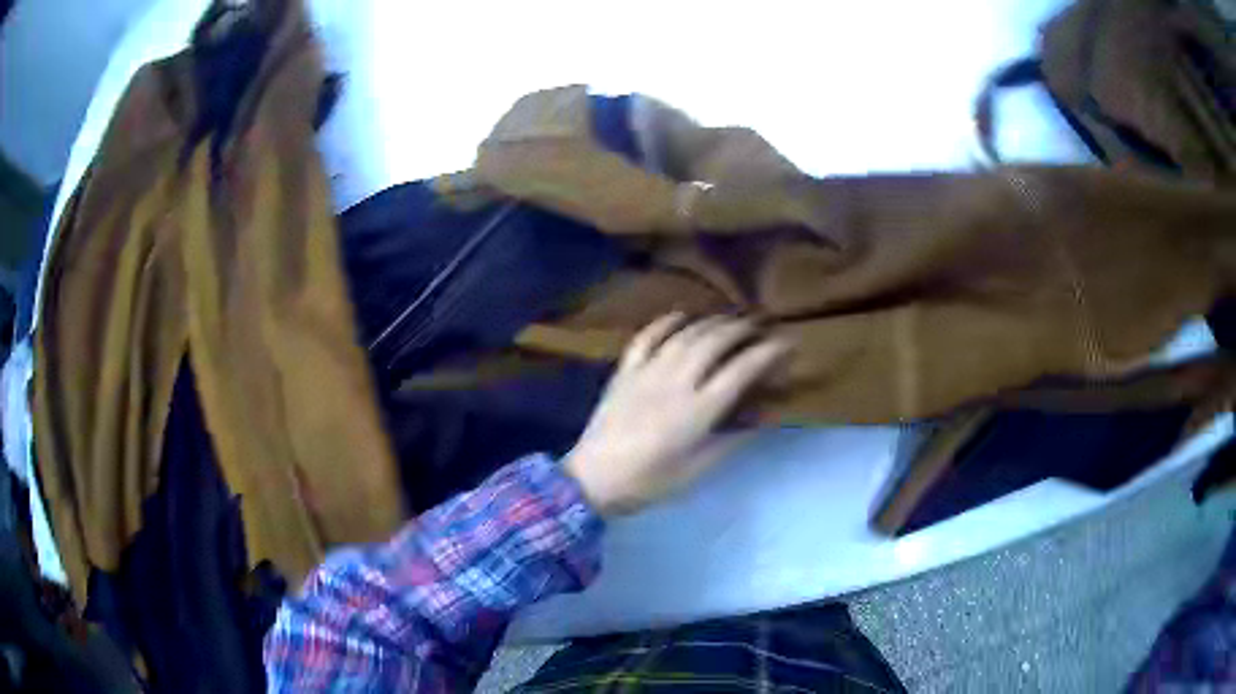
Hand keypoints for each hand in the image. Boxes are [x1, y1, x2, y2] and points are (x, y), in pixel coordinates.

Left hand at [564, 313, 789, 516]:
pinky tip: (682, 316)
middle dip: (742, 329)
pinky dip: (666, 322)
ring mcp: (647, 372)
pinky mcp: (625, 371)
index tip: (786, 344)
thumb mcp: (698, 469)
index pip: (741, 370)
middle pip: (714, 342)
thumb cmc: (650, 481)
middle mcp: (675, 382)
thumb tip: (763, 415)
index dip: (768, 353)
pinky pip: (647, 337)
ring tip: (729, 320)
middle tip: (759, 327)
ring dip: (711, 322)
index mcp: (697, 410)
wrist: (593, 479)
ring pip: (685, 335)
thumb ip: (732, 439)